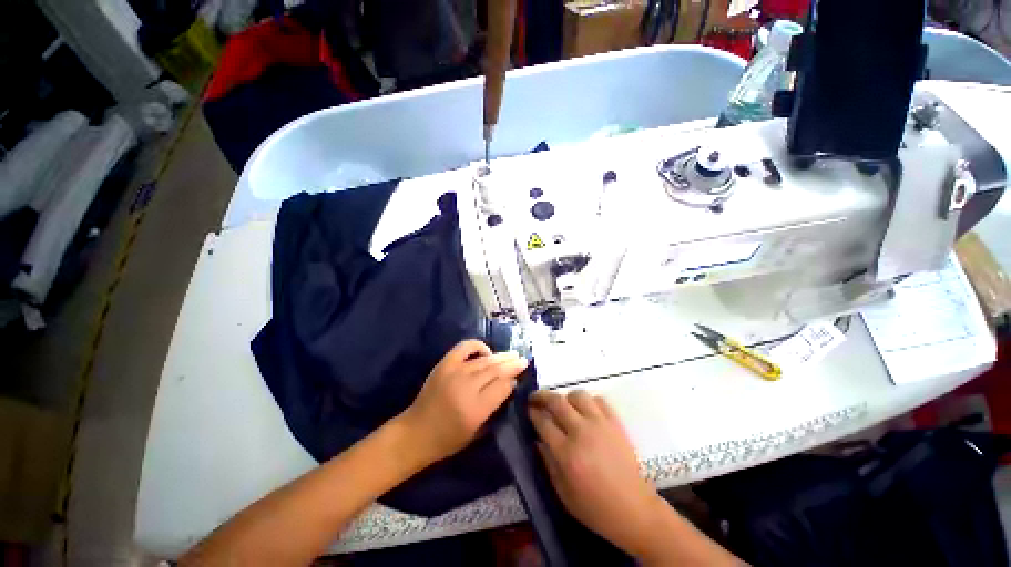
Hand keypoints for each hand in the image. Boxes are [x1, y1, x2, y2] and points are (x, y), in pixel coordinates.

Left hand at [399, 340, 527, 465]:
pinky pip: (464, 347)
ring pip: (484, 360)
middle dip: (512, 364)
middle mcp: (466, 388)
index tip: (518, 379)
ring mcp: (454, 373)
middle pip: (495, 370)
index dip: (512, 381)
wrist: (415, 433)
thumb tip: (509, 385)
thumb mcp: (477, 431)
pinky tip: (486, 351)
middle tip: (524, 360)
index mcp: (475, 410)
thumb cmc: (448, 439)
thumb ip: (495, 407)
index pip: (502, 387)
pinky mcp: (444, 365)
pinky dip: (477, 345)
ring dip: (501, 356)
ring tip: (513, 354)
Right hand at [529, 390, 664, 556]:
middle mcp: (581, 432)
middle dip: (542, 396)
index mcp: (566, 453)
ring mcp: (600, 424)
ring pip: (578, 395)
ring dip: (566, 397)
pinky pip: (599, 400)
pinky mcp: (616, 423)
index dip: (532, 413)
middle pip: (557, 402)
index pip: (543, 422)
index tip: (528, 409)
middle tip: (536, 398)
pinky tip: (586, 410)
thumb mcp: (563, 493)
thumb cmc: (595, 507)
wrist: (634, 510)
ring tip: (563, 406)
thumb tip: (537, 440)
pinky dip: (589, 401)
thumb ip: (547, 463)